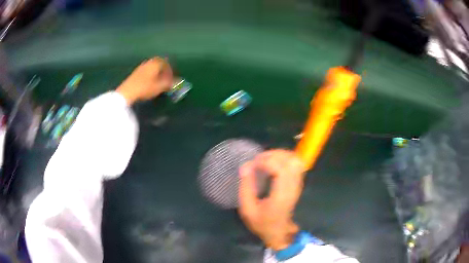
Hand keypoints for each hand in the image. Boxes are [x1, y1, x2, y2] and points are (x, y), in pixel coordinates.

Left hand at [116, 57, 172, 104]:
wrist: (127, 92)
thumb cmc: (145, 87)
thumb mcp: (160, 87)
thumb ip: (169, 83)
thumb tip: (178, 81)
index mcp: (156, 62)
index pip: (166, 63)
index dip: (171, 71)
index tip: (172, 79)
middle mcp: (149, 62)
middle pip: (159, 64)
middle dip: (164, 71)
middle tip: (166, 80)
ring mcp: (141, 66)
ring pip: (152, 68)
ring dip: (157, 74)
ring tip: (158, 83)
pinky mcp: (135, 73)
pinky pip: (146, 71)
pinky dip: (150, 76)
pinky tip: (150, 84)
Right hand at [238, 149, 305, 250]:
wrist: (278, 232)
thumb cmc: (262, 223)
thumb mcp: (247, 210)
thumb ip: (245, 188)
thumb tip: (246, 166)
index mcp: (281, 196)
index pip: (281, 170)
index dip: (266, 161)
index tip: (253, 164)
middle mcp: (293, 187)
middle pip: (291, 161)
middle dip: (273, 154)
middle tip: (258, 159)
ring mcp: (297, 184)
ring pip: (295, 160)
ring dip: (280, 155)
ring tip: (265, 159)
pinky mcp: (298, 183)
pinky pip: (295, 164)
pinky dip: (284, 158)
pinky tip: (273, 163)